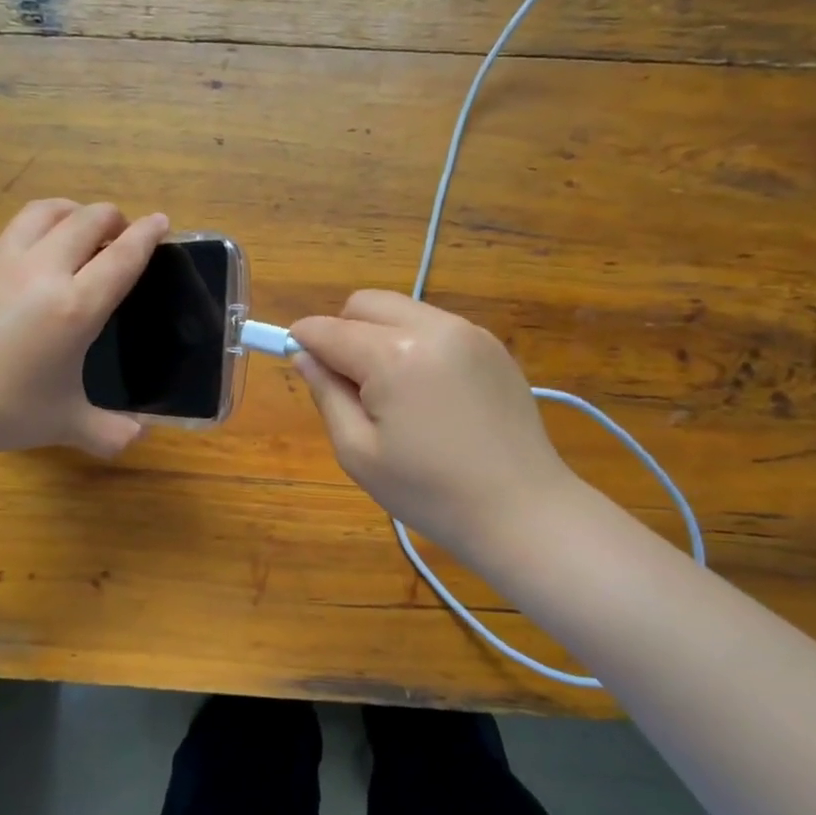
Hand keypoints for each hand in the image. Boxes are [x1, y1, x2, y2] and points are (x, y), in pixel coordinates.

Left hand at [0, 199, 168, 458]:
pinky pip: (9, 234)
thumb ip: (109, 432)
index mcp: (75, 306)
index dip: (147, 234)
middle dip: (112, 217)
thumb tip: (137, 438)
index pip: (122, 256)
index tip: (161, 220)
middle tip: (120, 230)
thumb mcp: (66, 424)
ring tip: (76, 225)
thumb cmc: (3, 411)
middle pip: (86, 220)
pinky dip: (32, 234)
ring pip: (43, 212)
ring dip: (70, 211)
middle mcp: (41, 271)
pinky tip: (27, 260)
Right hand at [290, 292, 578, 561]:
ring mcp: (469, 332)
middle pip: (366, 304)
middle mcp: (433, 327)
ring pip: (402, 310)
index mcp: (394, 355)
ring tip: (389, 392)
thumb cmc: (428, 492)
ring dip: (379, 336)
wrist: (521, 510)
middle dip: (342, 330)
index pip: (329, 329)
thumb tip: (304, 356)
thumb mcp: (358, 452)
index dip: (302, 341)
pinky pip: (435, 326)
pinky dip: (414, 344)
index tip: (294, 359)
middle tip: (346, 382)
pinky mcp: (492, 345)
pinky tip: (426, 393)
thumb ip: (326, 394)